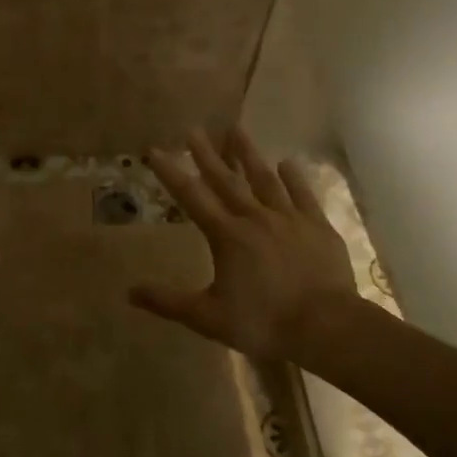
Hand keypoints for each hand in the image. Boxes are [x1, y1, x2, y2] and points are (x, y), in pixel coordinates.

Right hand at [134, 128, 362, 363]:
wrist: (326, 326)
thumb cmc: (264, 323)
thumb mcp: (209, 318)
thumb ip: (169, 302)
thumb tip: (129, 291)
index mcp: (227, 235)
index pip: (192, 197)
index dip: (171, 173)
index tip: (155, 150)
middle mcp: (255, 217)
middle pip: (226, 180)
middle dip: (207, 154)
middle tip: (194, 129)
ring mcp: (289, 218)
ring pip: (264, 179)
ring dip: (248, 154)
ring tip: (236, 129)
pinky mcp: (317, 226)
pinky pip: (303, 195)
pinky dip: (294, 178)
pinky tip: (287, 163)